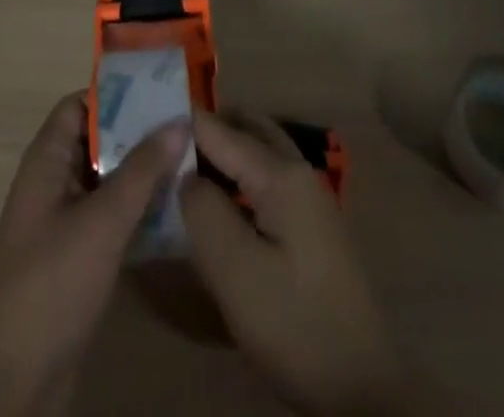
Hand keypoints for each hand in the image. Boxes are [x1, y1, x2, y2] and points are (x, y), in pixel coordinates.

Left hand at [0, 92, 188, 416]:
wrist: (12, 379)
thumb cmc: (52, 282)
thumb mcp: (102, 221)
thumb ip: (142, 170)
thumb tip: (179, 120)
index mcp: (48, 160)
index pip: (81, 105)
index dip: (117, 94)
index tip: (163, 92)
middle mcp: (55, 182)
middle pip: (100, 141)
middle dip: (141, 134)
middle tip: (191, 126)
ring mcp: (66, 222)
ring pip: (110, 181)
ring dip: (145, 174)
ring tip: (194, 163)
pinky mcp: (78, 258)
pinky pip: (113, 218)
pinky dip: (140, 211)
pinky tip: (178, 213)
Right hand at [181, 111, 416, 416]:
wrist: (359, 387)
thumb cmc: (292, 322)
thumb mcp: (235, 270)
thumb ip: (204, 210)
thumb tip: (185, 175)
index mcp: (281, 174)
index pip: (221, 130)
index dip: (183, 122)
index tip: (144, 117)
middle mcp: (298, 172)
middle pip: (247, 129)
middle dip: (208, 125)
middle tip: (164, 137)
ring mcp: (310, 199)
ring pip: (260, 152)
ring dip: (225, 148)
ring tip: (183, 162)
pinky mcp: (311, 226)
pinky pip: (268, 178)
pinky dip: (240, 173)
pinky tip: (219, 199)